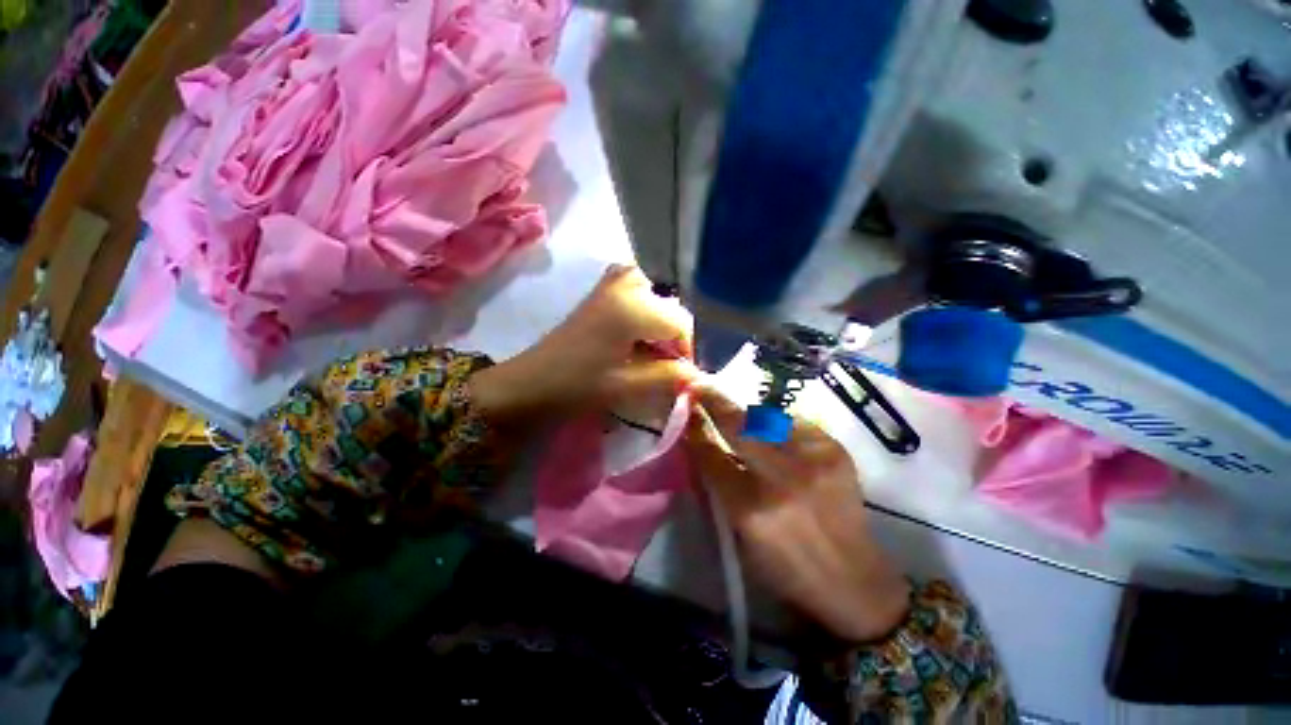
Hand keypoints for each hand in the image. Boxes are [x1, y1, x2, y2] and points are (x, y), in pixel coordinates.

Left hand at [470, 265, 696, 422]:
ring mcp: (610, 284)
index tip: (681, 374)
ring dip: (660, 324)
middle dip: (673, 336)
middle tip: (666, 362)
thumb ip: (668, 377)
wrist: (530, 383)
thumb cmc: (577, 386)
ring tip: (652, 350)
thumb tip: (697, 375)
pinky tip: (637, 336)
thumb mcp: (627, 386)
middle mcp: (625, 285)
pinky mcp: (600, 292)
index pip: (681, 322)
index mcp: (632, 307)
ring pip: (655, 296)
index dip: (687, 350)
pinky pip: (637, 291)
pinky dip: (645, 312)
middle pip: (669, 307)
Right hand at [685, 386, 910, 643]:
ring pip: (766, 418)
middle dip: (714, 401)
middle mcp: (781, 478)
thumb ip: (719, 486)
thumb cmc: (787, 569)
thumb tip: (703, 444)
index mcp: (750, 509)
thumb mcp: (740, 534)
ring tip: (735, 410)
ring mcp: (812, 460)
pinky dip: (777, 424)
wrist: (856, 583)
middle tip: (700, 386)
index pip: (711, 455)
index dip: (695, 430)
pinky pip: (795, 423)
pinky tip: (773, 430)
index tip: (685, 409)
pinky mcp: (835, 451)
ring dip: (746, 413)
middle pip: (738, 426)